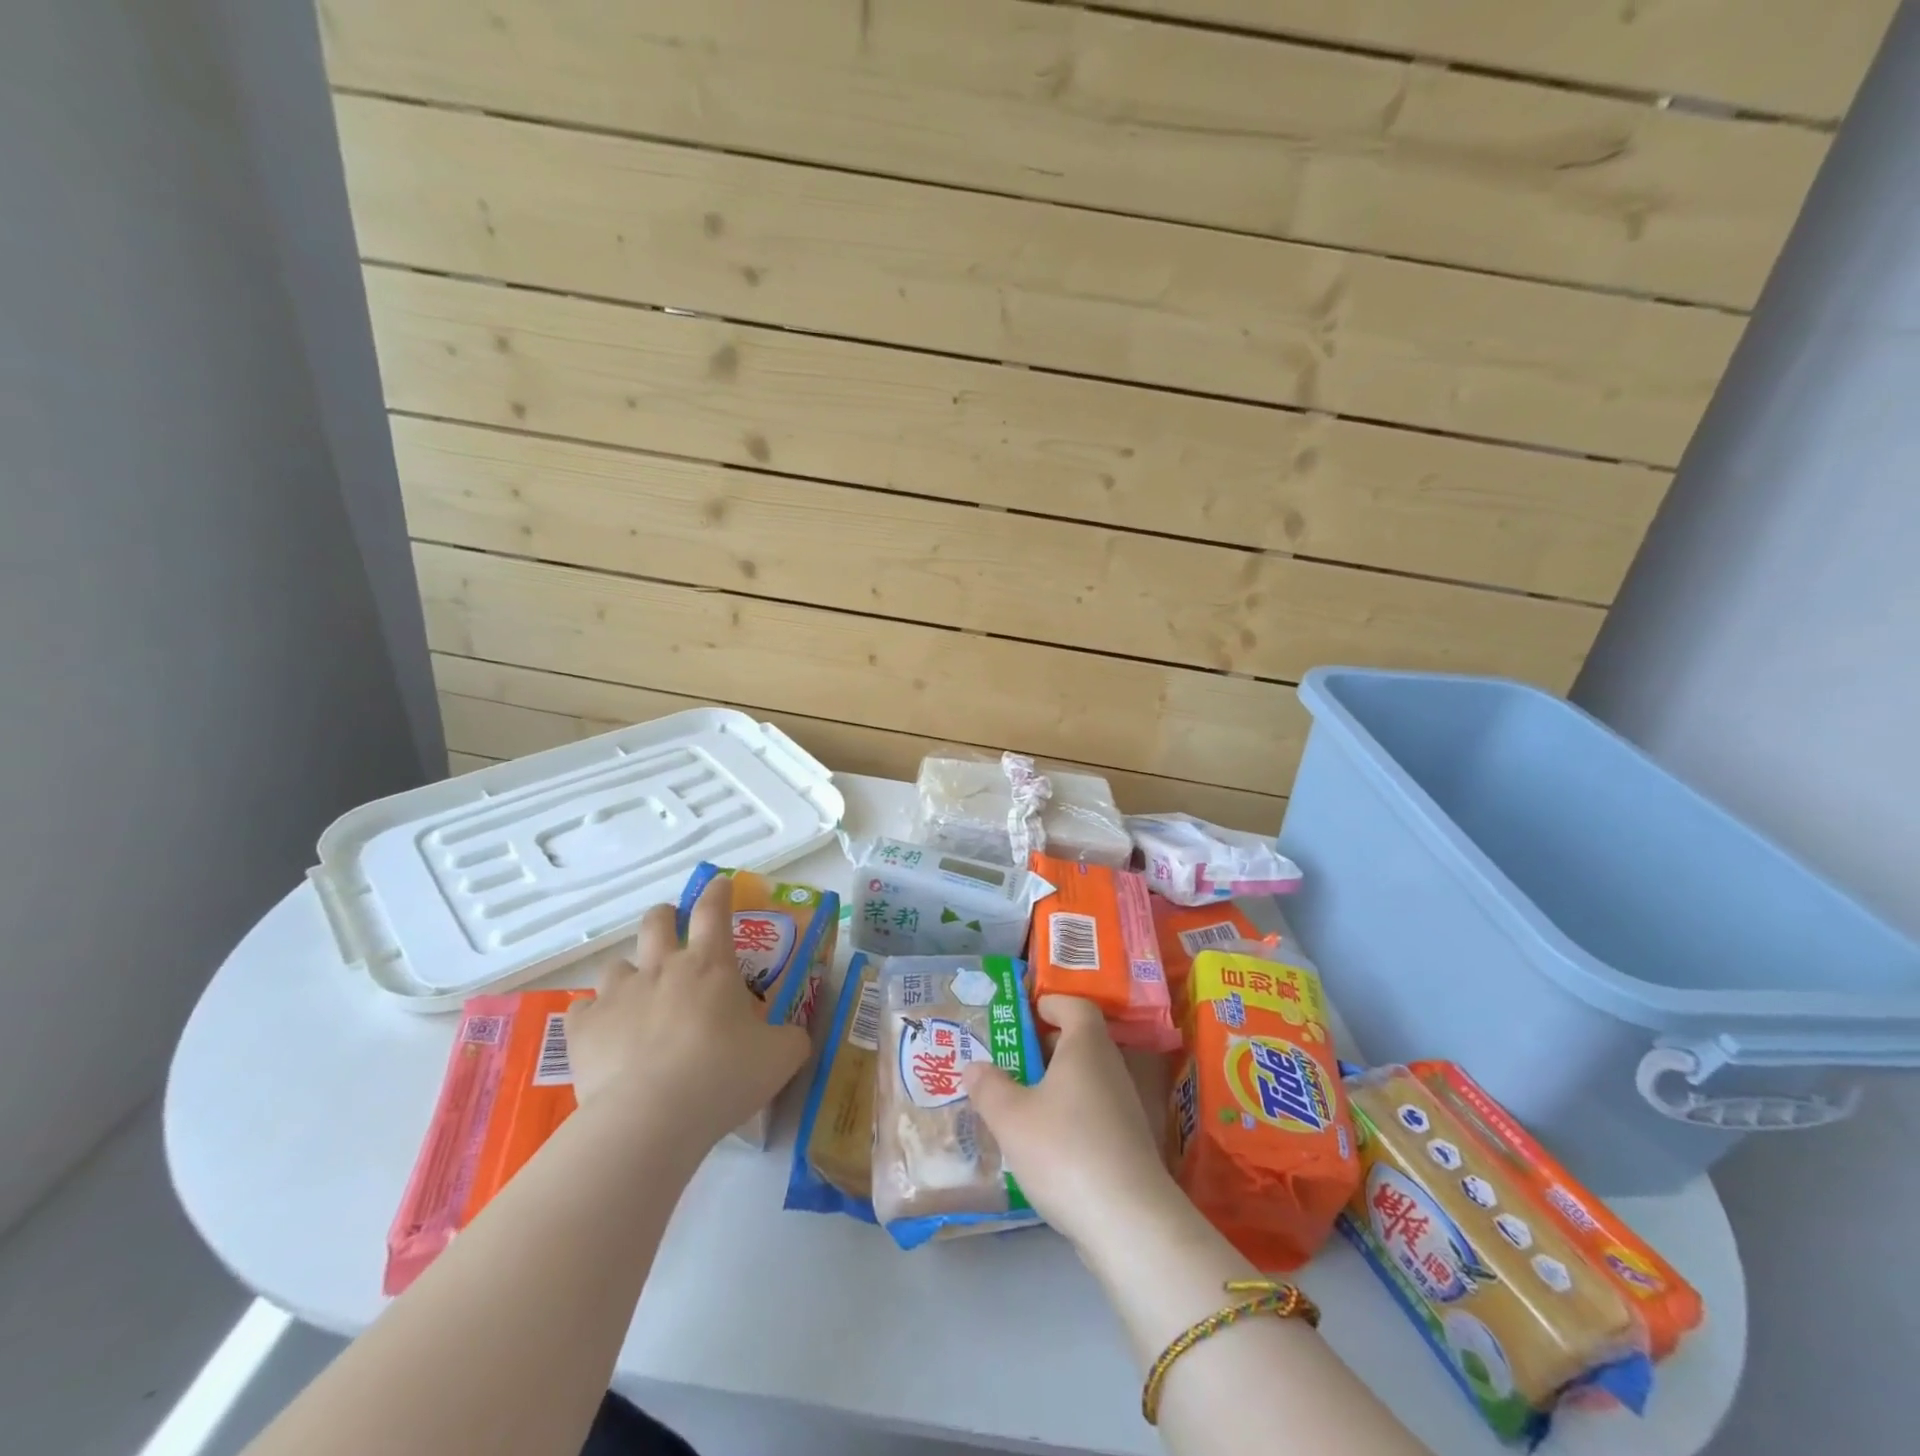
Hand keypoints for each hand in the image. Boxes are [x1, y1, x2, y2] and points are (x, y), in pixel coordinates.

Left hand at [563, 876, 808, 1151]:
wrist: (649, 1118)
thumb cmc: (723, 1076)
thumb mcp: (780, 1057)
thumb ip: (791, 1039)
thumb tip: (794, 1037)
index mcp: (710, 965)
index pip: (714, 910)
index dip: (718, 892)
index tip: (719, 885)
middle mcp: (662, 968)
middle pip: (657, 921)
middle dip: (665, 918)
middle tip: (673, 931)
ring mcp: (618, 994)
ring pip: (617, 965)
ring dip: (630, 975)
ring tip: (639, 999)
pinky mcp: (583, 1028)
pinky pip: (584, 1008)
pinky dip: (595, 1016)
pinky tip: (605, 1035)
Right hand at [962, 995, 1184, 1254]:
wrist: (1129, 1222)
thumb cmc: (1065, 1150)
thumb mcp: (1011, 1117)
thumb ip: (988, 1087)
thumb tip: (973, 1066)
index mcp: (1086, 1045)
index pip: (1074, 1004)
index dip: (1049, 1003)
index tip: (1021, 1014)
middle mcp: (1110, 1067)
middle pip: (1078, 1041)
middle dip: (1042, 1047)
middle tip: (1007, 1061)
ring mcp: (1125, 1107)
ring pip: (1084, 1080)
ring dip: (1053, 1085)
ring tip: (1017, 1103)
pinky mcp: (1129, 1143)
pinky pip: (1093, 1112)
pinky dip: (1068, 1116)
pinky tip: (1043, 1144)